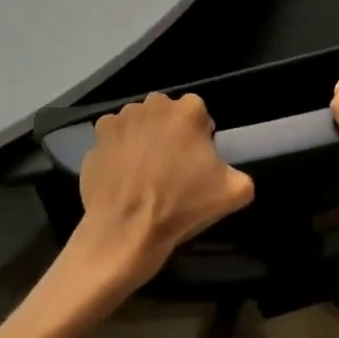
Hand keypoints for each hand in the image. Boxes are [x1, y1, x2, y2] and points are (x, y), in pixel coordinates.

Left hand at [71, 93, 253, 292]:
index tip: (197, 162)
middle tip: (172, 167)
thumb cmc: (182, 206)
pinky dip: (118, 152)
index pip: (199, 114)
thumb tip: (232, 175)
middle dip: (170, 133)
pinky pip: (113, 140)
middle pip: (167, 114)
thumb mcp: (233, 193)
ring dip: (143, 139)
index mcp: (188, 111)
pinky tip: (123, 177)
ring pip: (139, 124)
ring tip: (145, 173)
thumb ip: (242, 175)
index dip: (200, 137)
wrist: (125, 231)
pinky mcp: (96, 139)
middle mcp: (153, 105)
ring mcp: (120, 120)